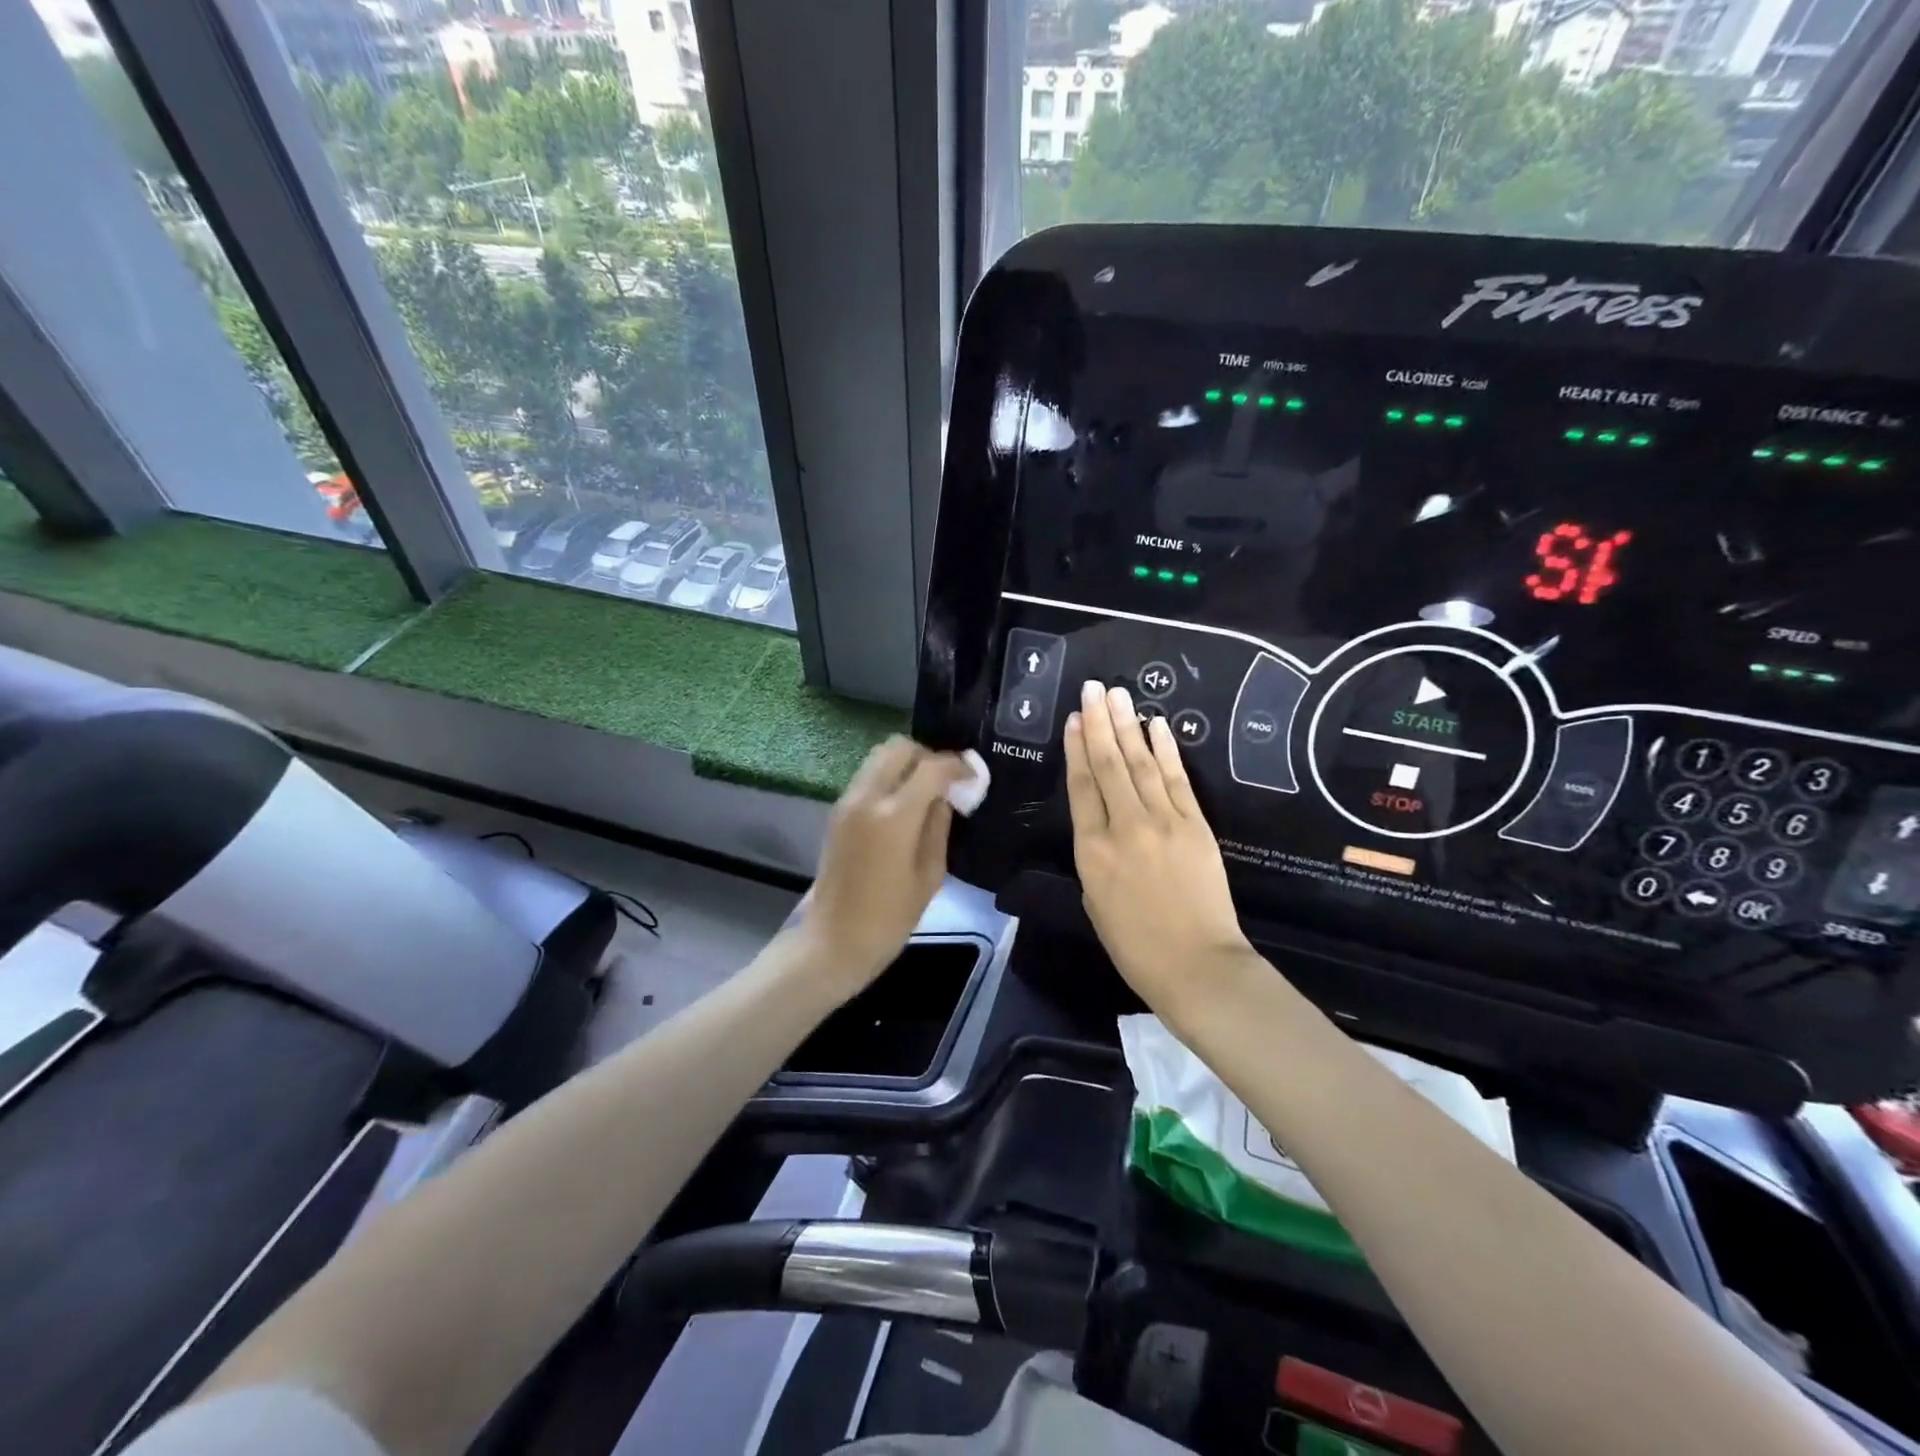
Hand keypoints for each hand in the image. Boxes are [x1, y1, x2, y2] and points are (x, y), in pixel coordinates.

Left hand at [797, 736, 970, 999]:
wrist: (833, 941)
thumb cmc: (889, 918)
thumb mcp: (930, 875)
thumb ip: (939, 826)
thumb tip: (946, 796)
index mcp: (894, 816)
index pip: (931, 767)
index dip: (957, 765)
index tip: (973, 775)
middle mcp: (867, 797)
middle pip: (899, 747)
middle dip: (928, 756)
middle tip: (947, 780)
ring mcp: (847, 802)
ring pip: (879, 757)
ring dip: (906, 764)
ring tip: (927, 790)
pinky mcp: (837, 812)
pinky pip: (868, 776)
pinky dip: (889, 777)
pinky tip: (905, 804)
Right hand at [1065, 681, 1252, 1009]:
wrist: (1197, 966)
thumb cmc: (1136, 946)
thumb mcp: (1095, 902)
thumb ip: (1095, 858)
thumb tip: (1102, 826)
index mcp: (1091, 851)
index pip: (1081, 787)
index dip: (1076, 749)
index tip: (1074, 720)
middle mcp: (1124, 826)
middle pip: (1108, 765)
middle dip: (1099, 723)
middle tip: (1093, 689)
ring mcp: (1163, 822)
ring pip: (1141, 764)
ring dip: (1128, 726)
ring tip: (1117, 695)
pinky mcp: (1195, 825)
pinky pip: (1177, 779)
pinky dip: (1167, 749)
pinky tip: (1157, 725)